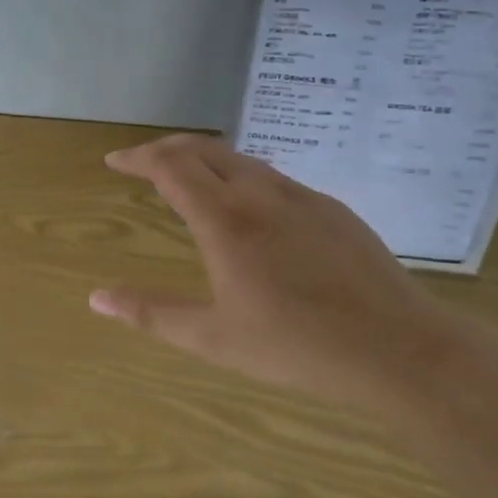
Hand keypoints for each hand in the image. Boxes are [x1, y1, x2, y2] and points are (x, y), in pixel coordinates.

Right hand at [89, 134, 473, 412]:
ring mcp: (301, 196)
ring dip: (206, 160)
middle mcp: (260, 194)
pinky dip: (242, 177)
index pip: (170, 166)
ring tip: (189, 181)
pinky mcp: (332, 208)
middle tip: (144, 163)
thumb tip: (97, 297)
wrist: (400, 349)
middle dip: (167, 149)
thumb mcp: (213, 338)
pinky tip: (249, 209)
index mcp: (225, 220)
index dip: (138, 157)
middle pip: (204, 149)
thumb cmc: (297, 347)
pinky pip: (274, 178)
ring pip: (241, 159)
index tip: (115, 161)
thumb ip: (151, 313)